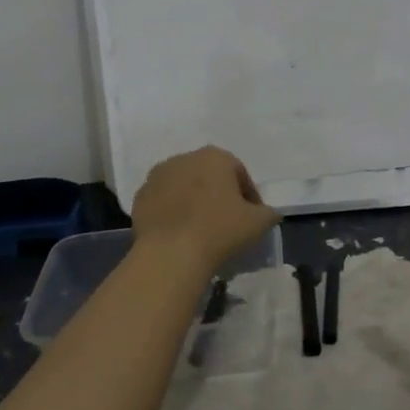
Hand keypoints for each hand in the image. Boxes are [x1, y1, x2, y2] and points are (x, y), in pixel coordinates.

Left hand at [131, 146, 279, 276]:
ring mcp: (158, 175)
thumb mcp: (259, 223)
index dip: (248, 196)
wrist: (171, 253)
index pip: (239, 173)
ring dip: (193, 201)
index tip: (251, 217)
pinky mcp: (140, 195)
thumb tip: (267, 212)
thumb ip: (268, 212)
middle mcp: (185, 158)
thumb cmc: (220, 231)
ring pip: (184, 186)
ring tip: (200, 228)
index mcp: (215, 157)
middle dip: (218, 194)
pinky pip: (163, 201)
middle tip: (226, 222)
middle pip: (209, 176)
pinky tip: (178, 232)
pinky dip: (172, 211)